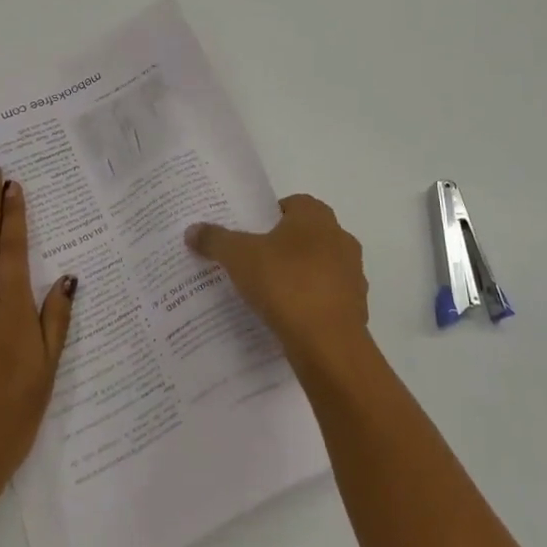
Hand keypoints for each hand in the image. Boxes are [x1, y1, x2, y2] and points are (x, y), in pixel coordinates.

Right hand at [185, 194, 369, 372]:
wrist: (328, 343)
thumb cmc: (285, 284)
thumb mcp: (239, 257)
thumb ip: (216, 240)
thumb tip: (192, 230)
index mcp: (316, 217)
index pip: (292, 204)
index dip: (268, 216)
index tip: (248, 234)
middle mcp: (340, 238)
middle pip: (306, 235)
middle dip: (282, 247)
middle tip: (252, 262)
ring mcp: (352, 274)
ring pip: (319, 267)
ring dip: (298, 276)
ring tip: (267, 293)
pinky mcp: (355, 307)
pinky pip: (326, 298)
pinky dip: (309, 304)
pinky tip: (287, 318)